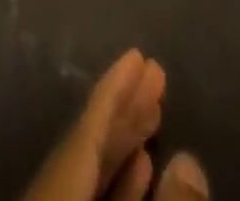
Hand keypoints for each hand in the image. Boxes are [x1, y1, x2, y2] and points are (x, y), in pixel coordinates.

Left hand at [22, 50, 208, 200]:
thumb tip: (190, 161)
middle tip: (155, 73)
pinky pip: (89, 199)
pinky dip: (118, 183)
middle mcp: (49, 193)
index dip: (114, 89)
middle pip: (87, 145)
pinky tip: (143, 166)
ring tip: (154, 110)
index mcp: (54, 189)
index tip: (137, 53)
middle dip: (124, 108)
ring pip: (89, 173)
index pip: (86, 128)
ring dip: (124, 143)